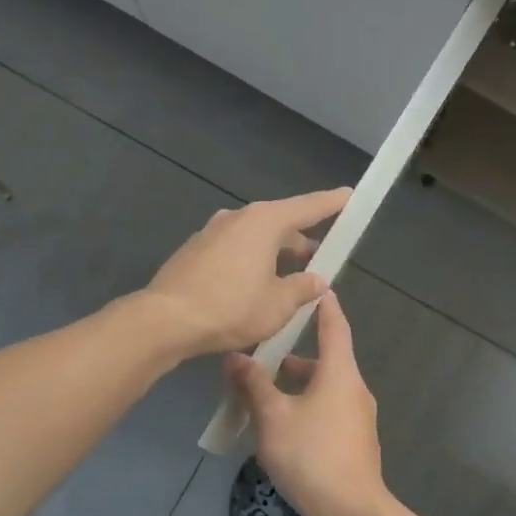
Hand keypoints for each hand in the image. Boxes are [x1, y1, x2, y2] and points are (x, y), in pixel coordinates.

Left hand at [140, 188, 350, 355]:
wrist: (166, 320)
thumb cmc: (231, 307)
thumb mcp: (278, 305)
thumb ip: (302, 289)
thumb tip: (317, 280)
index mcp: (264, 222)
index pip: (308, 207)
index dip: (331, 203)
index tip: (349, 196)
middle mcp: (237, 218)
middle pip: (279, 222)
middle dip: (300, 238)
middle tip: (318, 256)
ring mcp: (211, 232)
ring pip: (254, 237)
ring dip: (274, 253)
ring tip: (287, 278)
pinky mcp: (194, 251)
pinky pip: (233, 250)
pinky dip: (250, 261)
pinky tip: (253, 287)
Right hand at [226, 290, 387, 515]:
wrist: (351, 510)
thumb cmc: (311, 454)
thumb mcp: (272, 417)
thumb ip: (253, 385)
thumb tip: (234, 356)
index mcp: (339, 373)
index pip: (335, 326)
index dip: (324, 306)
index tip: (316, 288)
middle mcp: (354, 389)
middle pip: (327, 360)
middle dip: (295, 356)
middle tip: (264, 353)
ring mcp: (358, 417)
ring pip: (325, 388)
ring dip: (298, 386)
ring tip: (264, 394)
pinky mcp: (355, 441)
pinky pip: (329, 410)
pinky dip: (307, 406)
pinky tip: (283, 427)